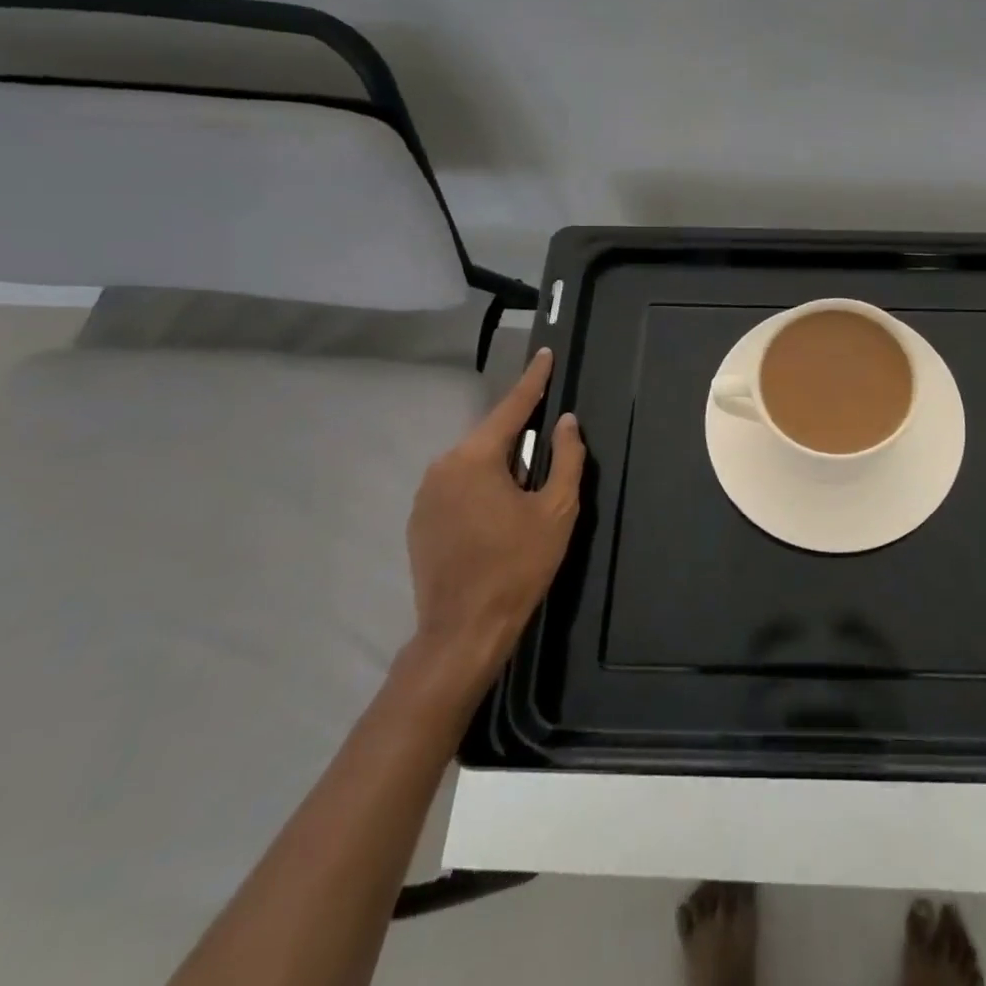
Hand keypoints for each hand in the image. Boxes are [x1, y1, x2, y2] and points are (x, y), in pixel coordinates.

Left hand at [406, 348, 583, 678]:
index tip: (545, 355)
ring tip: (525, 498)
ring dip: (500, 469)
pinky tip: (498, 518)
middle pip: (491, 438)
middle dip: (520, 440)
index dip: (533, 381)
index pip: (511, 408)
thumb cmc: (518, 565)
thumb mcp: (556, 510)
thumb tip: (566, 422)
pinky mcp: (419, 520)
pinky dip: (481, 489)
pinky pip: (458, 487)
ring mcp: (425, 494)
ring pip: (474, 464)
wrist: (463, 630)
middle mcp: (443, 466)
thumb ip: (566, 458)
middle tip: (547, 456)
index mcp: (475, 459)